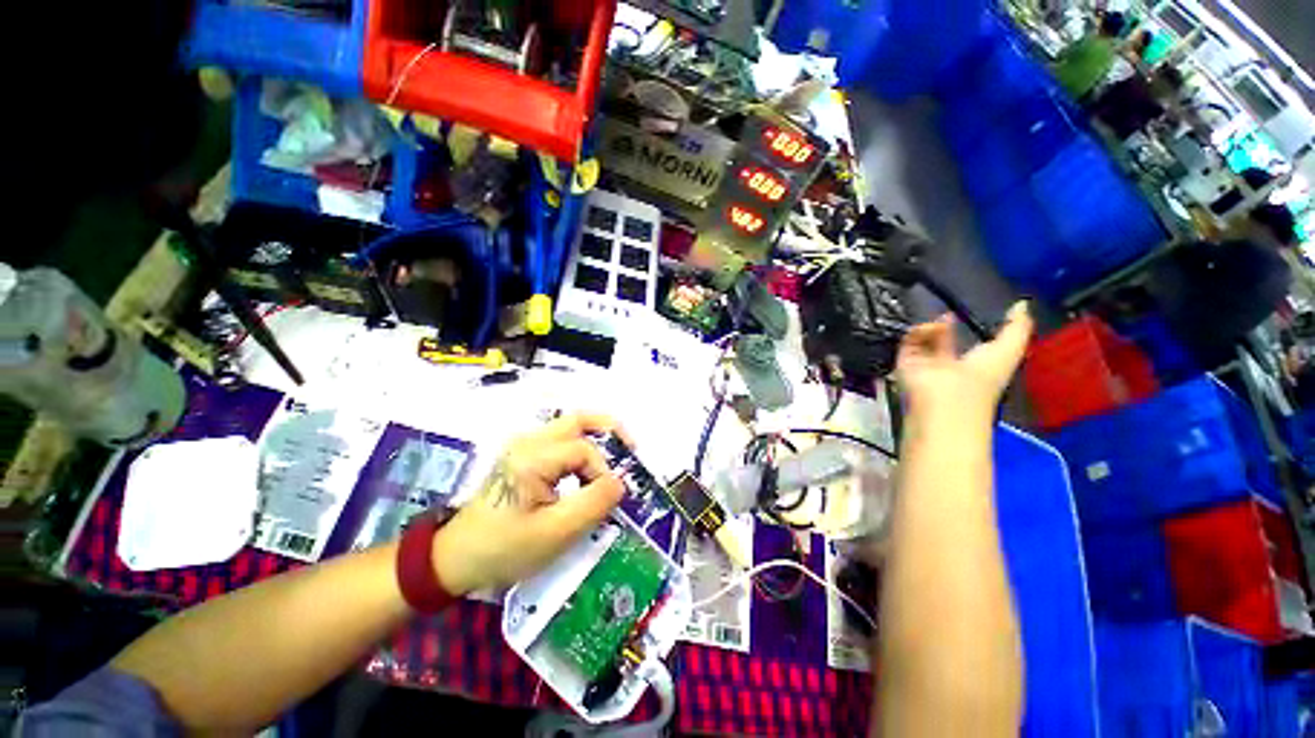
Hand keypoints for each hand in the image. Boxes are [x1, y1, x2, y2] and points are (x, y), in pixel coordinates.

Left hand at [430, 414, 632, 594]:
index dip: (603, 472)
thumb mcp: (555, 533)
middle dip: (610, 430)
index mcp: (532, 457)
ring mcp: (524, 446)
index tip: (609, 498)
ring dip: (597, 438)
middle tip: (631, 449)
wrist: (454, 559)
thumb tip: (620, 481)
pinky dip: (583, 448)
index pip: (583, 450)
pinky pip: (561, 441)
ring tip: (617, 457)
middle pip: (578, 419)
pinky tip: (591, 468)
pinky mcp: (524, 456)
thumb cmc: (503, 549)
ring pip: (571, 427)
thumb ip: (594, 503)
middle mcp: (528, 441)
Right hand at [895, 301, 1032, 422]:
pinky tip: (929, 329)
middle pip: (942, 342)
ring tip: (940, 323)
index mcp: (974, 368)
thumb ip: (1017, 328)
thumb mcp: (1010, 350)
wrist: (946, 397)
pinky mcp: (905, 362)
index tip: (970, 314)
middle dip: (944, 326)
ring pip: (924, 340)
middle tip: (948, 314)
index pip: (969, 346)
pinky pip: (909, 341)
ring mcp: (923, 365)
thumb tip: (1022, 303)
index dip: (971, 330)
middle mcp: (947, 367)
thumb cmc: (982, 378)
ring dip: (932, 328)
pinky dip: (919, 332)